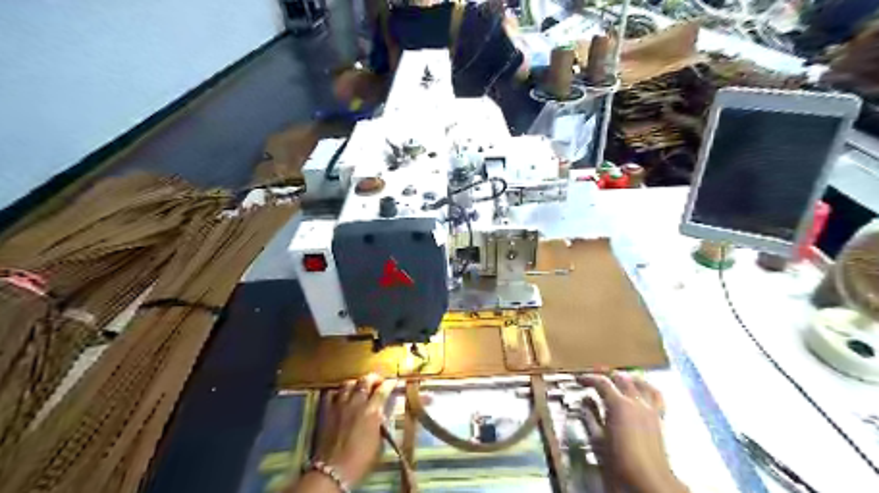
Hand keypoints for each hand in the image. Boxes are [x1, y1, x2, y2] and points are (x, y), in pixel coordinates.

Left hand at [309, 375, 390, 486]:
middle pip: (365, 381)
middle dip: (374, 378)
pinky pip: (332, 393)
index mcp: (371, 411)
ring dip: (356, 383)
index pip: (383, 390)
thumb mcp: (378, 441)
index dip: (389, 384)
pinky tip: (342, 396)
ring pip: (348, 383)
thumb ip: (381, 422)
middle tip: (378, 381)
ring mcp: (340, 405)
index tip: (393, 382)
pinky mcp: (327, 410)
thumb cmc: (361, 460)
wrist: (333, 470)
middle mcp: (356, 403)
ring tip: (360, 386)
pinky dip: (339, 391)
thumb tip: (383, 411)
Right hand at [579, 373, 686, 492]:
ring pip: (640, 383)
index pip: (601, 382)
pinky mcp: (659, 419)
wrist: (648, 483)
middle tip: (595, 377)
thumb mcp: (597, 441)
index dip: (588, 378)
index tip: (579, 379)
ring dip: (627, 378)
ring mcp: (650, 409)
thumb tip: (584, 401)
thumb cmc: (619, 463)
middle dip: (607, 375)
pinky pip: (655, 396)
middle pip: (621, 378)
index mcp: (618, 405)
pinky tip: (641, 392)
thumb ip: (590, 417)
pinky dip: (646, 389)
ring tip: (618, 378)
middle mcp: (636, 402)